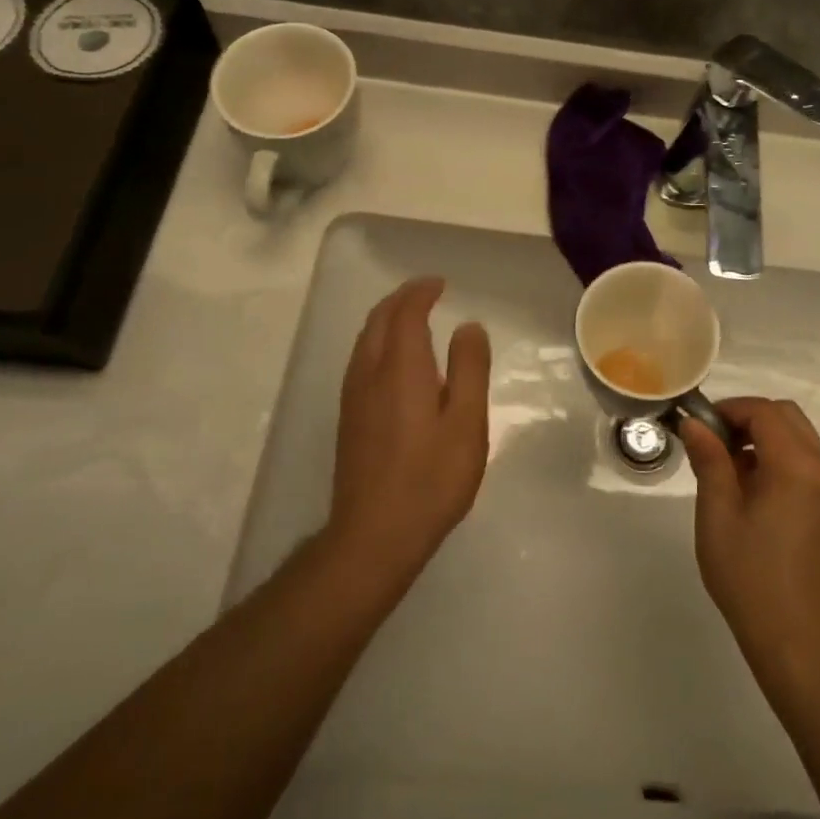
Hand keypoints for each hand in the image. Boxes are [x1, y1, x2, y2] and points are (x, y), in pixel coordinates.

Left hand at [327, 278, 491, 588]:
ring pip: (366, 340)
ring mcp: (353, 397)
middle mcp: (370, 374)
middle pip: (379, 320)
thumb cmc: (431, 479)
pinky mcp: (349, 418)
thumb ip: (470, 369)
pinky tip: (395, 360)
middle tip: (427, 292)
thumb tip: (469, 327)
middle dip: (401, 299)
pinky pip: (362, 360)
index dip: (421, 292)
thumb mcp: (467, 423)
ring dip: (387, 319)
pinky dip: (379, 341)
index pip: (405, 313)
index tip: (440, 283)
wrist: (374, 535)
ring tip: (412, 317)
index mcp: (401, 368)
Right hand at [679, 398, 819, 674]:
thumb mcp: (717, 514)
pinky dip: (780, 456)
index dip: (729, 410)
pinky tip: (754, 488)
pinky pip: (807, 460)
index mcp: (797, 466)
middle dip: (747, 418)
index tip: (700, 427)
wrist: (797, 639)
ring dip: (764, 436)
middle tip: (714, 442)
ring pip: (798, 435)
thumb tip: (693, 422)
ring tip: (730, 468)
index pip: (764, 412)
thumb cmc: (750, 576)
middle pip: (785, 416)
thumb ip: (709, 459)